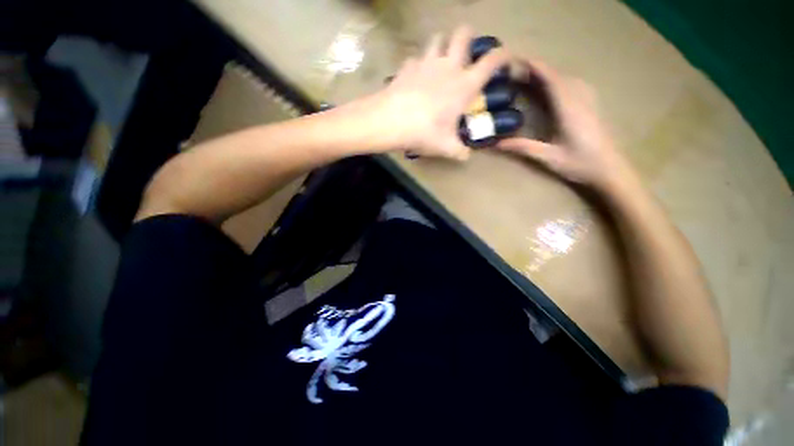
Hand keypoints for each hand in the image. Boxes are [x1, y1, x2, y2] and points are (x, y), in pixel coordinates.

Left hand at [366, 25, 509, 160]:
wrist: (391, 121)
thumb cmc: (424, 133)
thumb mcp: (446, 147)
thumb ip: (460, 151)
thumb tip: (466, 156)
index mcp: (464, 85)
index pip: (492, 61)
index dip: (504, 55)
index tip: (505, 59)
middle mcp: (448, 66)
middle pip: (463, 34)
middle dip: (468, 37)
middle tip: (465, 51)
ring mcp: (426, 62)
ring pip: (438, 38)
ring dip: (442, 45)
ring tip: (440, 60)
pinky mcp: (407, 66)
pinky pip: (415, 58)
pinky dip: (418, 65)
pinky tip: (415, 77)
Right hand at [496, 58, 630, 189]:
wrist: (611, 170)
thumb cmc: (580, 164)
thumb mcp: (548, 158)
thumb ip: (523, 148)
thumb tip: (497, 143)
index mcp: (569, 110)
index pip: (552, 81)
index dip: (537, 68)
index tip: (520, 61)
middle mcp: (580, 100)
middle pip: (559, 77)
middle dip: (540, 70)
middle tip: (519, 71)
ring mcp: (588, 102)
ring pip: (568, 79)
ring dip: (550, 74)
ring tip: (533, 77)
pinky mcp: (591, 107)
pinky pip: (575, 86)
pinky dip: (561, 81)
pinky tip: (555, 87)